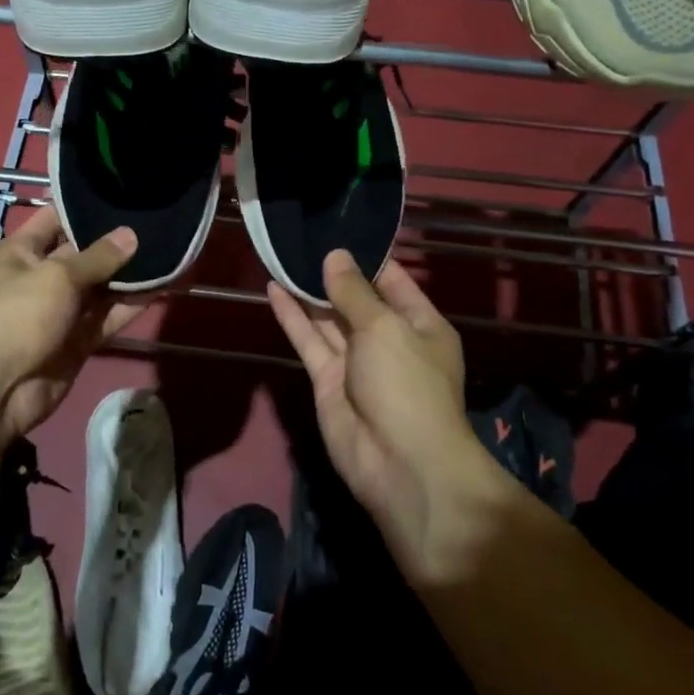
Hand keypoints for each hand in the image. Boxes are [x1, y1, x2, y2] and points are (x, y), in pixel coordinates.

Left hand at [0, 208, 146, 437]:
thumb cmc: (17, 317)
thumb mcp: (57, 277)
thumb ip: (97, 257)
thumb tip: (131, 235)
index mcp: (21, 253)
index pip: (54, 219)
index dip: (84, 207)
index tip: (122, 193)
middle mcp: (40, 277)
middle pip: (83, 253)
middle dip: (116, 242)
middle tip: (156, 222)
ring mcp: (60, 311)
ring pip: (100, 287)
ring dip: (129, 275)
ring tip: (169, 252)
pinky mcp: (78, 340)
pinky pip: (108, 317)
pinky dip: (131, 306)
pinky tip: (162, 288)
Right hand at [267, 251, 513, 582]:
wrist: (399, 463)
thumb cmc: (408, 384)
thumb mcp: (386, 328)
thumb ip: (354, 293)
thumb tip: (334, 257)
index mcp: (420, 325)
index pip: (393, 282)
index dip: (366, 259)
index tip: (337, 231)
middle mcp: (388, 340)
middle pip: (356, 300)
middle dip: (332, 273)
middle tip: (301, 239)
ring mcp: (356, 362)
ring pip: (328, 319)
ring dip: (307, 292)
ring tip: (282, 256)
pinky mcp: (327, 382)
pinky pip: (309, 342)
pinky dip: (292, 317)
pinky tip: (273, 289)